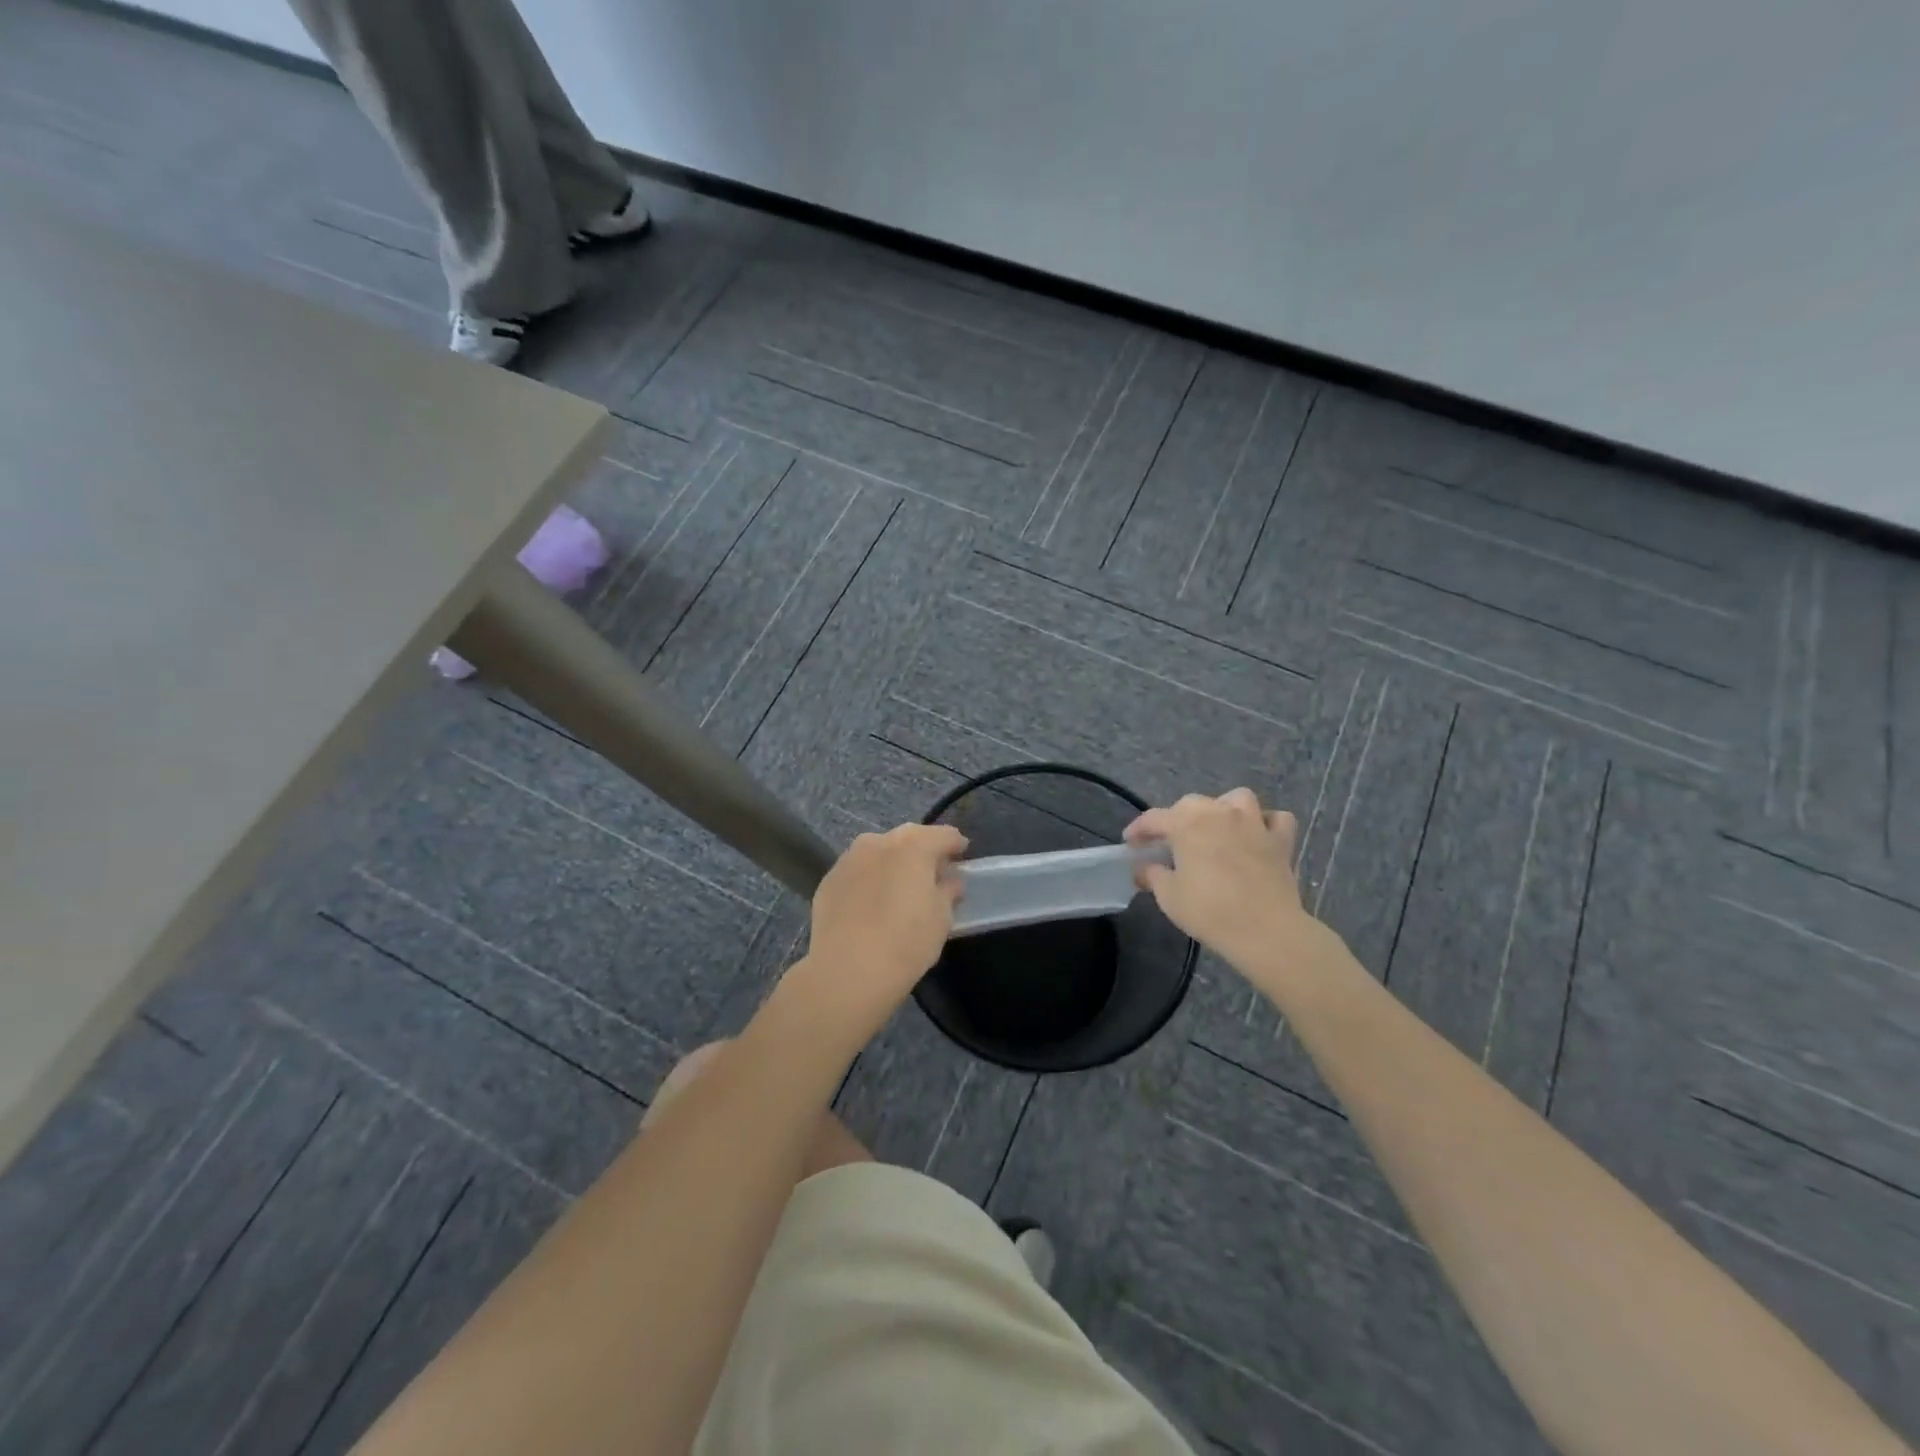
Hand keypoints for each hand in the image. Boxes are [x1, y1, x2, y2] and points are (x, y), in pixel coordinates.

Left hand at [777, 823, 966, 1048]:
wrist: (847, 971)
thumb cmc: (906, 943)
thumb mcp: (941, 919)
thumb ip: (948, 892)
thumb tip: (949, 881)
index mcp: (914, 846)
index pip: (943, 835)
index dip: (956, 844)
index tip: (962, 856)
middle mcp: (879, 842)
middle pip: (909, 837)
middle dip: (923, 848)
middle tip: (933, 870)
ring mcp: (849, 859)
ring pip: (878, 850)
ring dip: (893, 860)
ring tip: (900, 884)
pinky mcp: (829, 879)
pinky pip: (857, 870)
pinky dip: (869, 878)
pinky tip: (872, 900)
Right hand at [1124, 788, 1321, 975]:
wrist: (1265, 930)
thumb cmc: (1210, 911)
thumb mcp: (1169, 896)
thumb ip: (1152, 875)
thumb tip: (1143, 867)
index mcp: (1187, 824)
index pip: (1154, 818)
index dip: (1138, 829)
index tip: (1130, 842)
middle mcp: (1220, 813)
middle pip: (1192, 803)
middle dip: (1176, 818)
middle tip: (1170, 842)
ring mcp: (1254, 823)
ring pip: (1237, 798)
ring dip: (1223, 808)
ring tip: (1217, 827)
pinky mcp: (1281, 841)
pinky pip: (1276, 819)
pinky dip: (1266, 822)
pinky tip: (1258, 835)